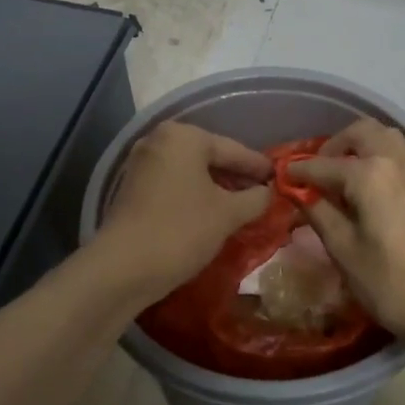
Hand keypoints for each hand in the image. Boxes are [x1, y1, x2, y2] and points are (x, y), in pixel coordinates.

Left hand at [95, 121, 272, 298]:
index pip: (233, 149)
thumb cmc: (181, 230)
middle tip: (264, 194)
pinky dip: (195, 195)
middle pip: (210, 157)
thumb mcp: (228, 214)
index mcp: (184, 137)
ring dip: (216, 188)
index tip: (281, 178)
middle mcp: (158, 140)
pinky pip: (174, 185)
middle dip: (236, 177)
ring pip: (191, 172)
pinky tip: (212, 214)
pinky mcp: (132, 188)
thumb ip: (255, 198)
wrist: (123, 267)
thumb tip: (268, 192)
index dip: (259, 167)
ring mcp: (141, 164)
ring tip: (242, 207)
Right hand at [288, 119, 404, 344]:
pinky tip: (394, 177)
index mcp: (368, 175)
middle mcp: (397, 159)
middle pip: (360, 133)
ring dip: (367, 145)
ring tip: (354, 171)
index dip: (299, 171)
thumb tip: (299, 192)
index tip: (283, 176)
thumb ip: (319, 212)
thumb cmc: (389, 284)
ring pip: (391, 137)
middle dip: (335, 146)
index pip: (323, 165)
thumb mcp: (343, 250)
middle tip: (321, 171)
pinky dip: (399, 156)